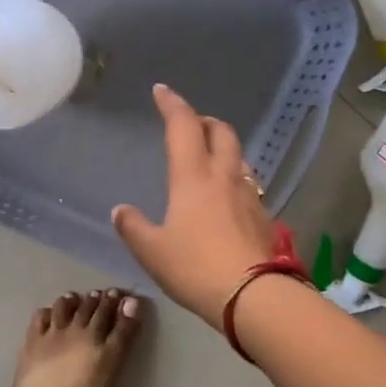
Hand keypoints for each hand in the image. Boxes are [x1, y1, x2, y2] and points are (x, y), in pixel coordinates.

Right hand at [112, 84, 280, 325]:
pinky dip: (235, 178)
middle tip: (191, 125)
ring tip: (210, 158)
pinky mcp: (264, 217)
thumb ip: (134, 228)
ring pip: (239, 157)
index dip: (172, 104)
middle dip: (205, 121)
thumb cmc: (196, 268)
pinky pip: (248, 184)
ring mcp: (249, 196)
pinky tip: (228, 198)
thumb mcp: (153, 252)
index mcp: (193, 177)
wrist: (254, 296)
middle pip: (221, 132)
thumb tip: (120, 210)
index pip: (183, 126)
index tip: (162, 91)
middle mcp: (224, 177)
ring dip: (224, 148)